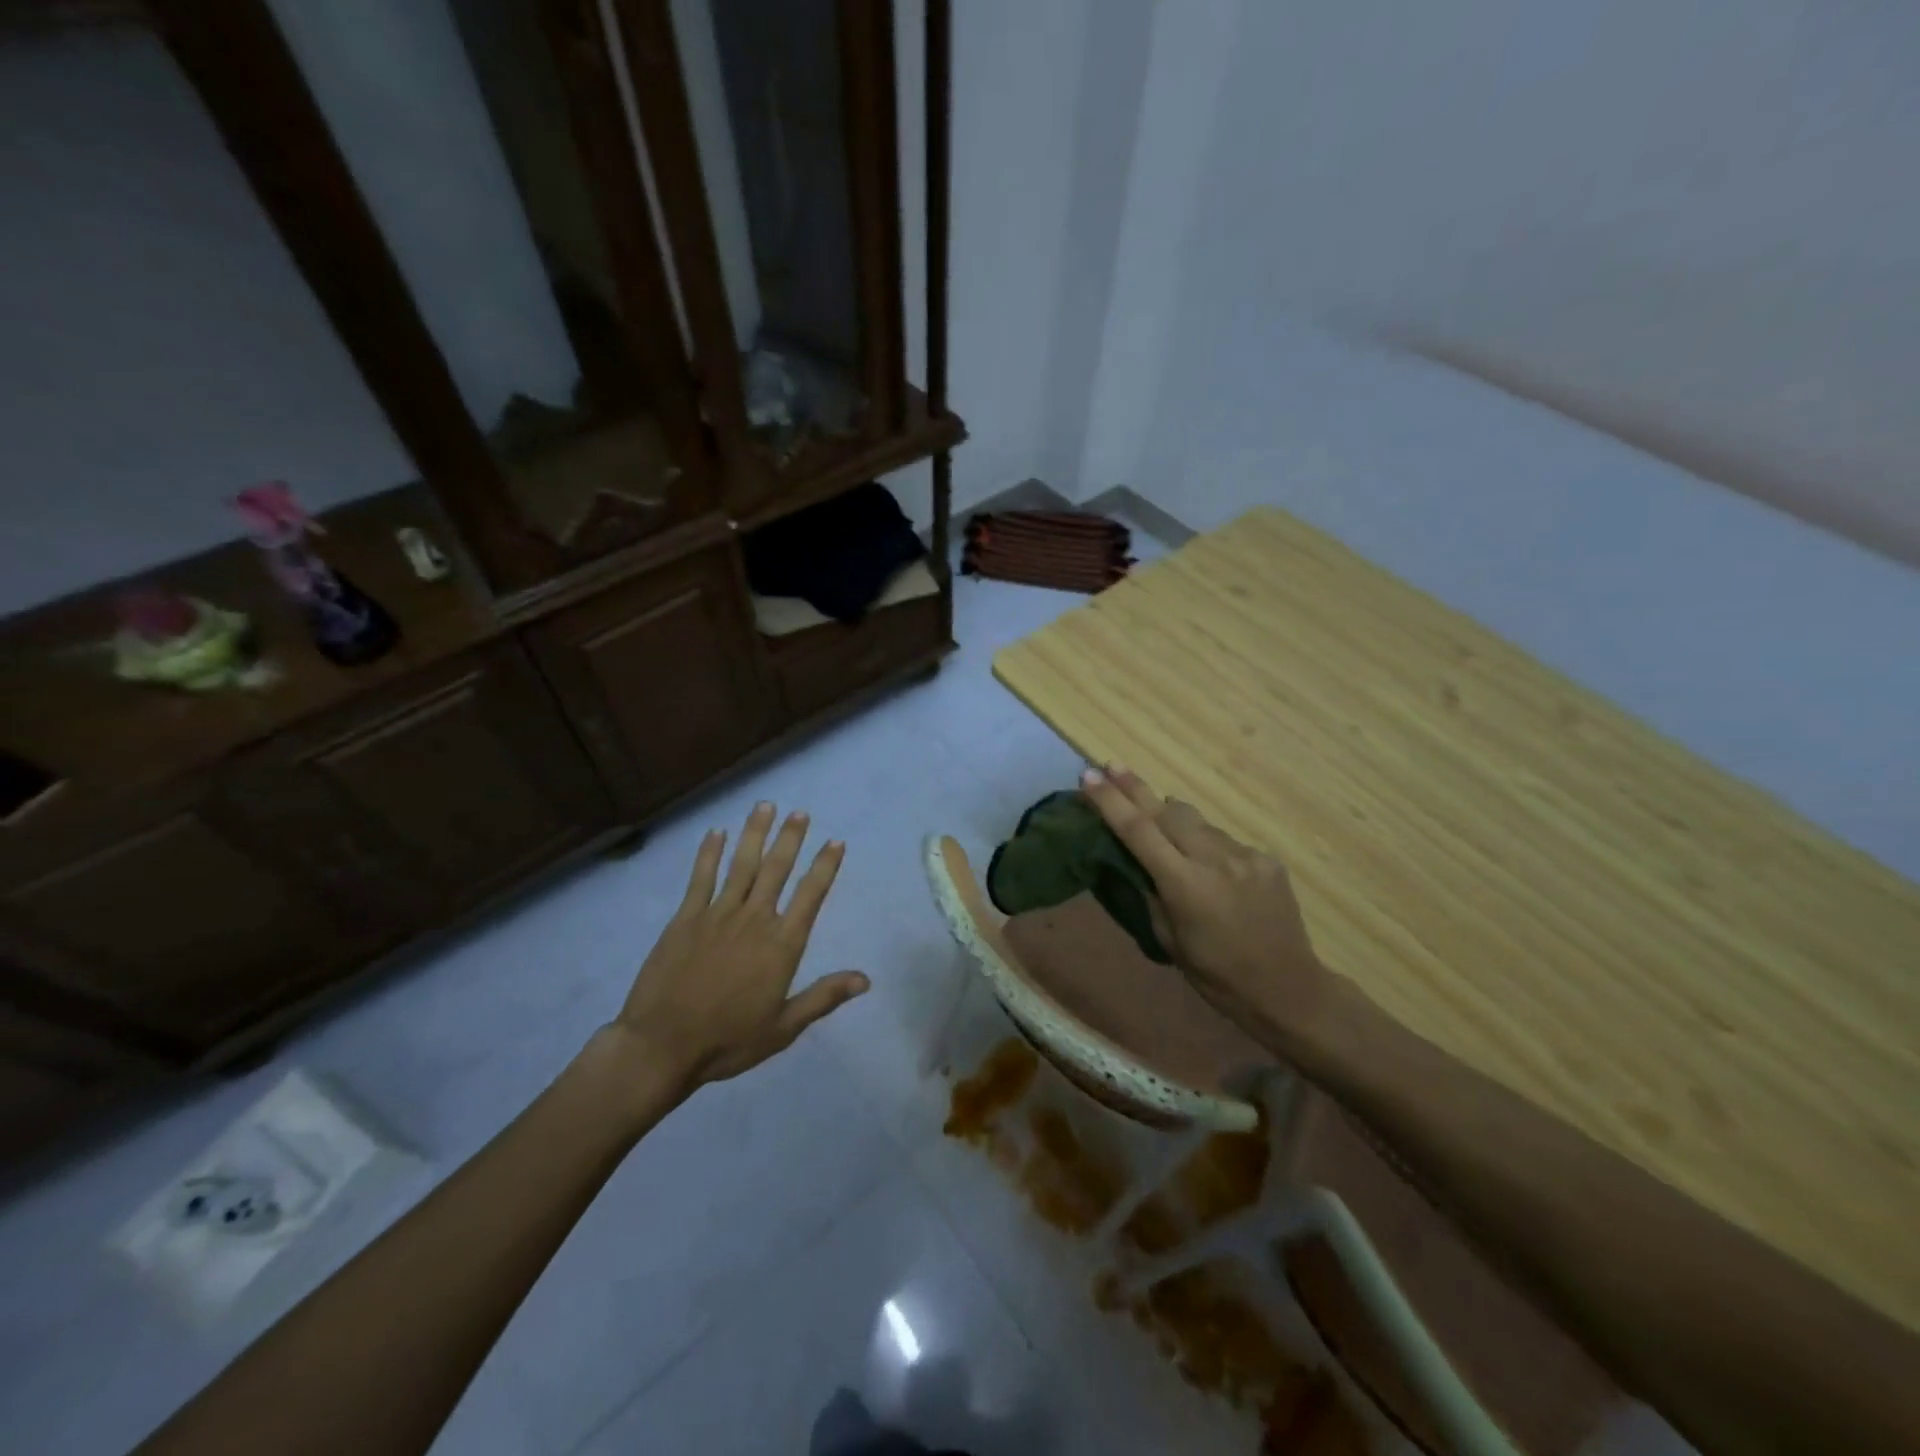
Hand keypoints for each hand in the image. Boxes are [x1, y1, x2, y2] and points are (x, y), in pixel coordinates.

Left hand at [595, 802, 868, 1097]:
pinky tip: (717, 832)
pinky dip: (710, 853)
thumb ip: (824, 997)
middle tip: (800, 812)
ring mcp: (718, 914)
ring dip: (755, 834)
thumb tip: (865, 979)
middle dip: (790, 838)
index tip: (835, 842)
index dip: (824, 866)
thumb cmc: (728, 1040)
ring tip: (765, 806)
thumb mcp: (784, 1027)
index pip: (810, 895)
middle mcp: (754, 919)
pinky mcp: (686, 918)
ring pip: (742, 864)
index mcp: (782, 945)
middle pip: (777, 869)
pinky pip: (701, 877)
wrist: (662, 1046)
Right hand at [1078, 764, 1328, 1053]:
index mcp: (1185, 885)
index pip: (1138, 830)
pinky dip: (1208, 846)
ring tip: (1166, 836)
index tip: (1088, 776)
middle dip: (1137, 789)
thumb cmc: (1216, 975)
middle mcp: (1215, 860)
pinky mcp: (1267, 859)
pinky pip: (1225, 841)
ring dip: (1176, 822)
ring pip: (1198, 822)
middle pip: (1167, 810)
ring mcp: (1246, 856)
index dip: (1110, 801)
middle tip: (1112, 767)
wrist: (1288, 989)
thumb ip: (1150, 892)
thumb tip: (1135, 858)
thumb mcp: (1168, 940)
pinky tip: (1213, 871)